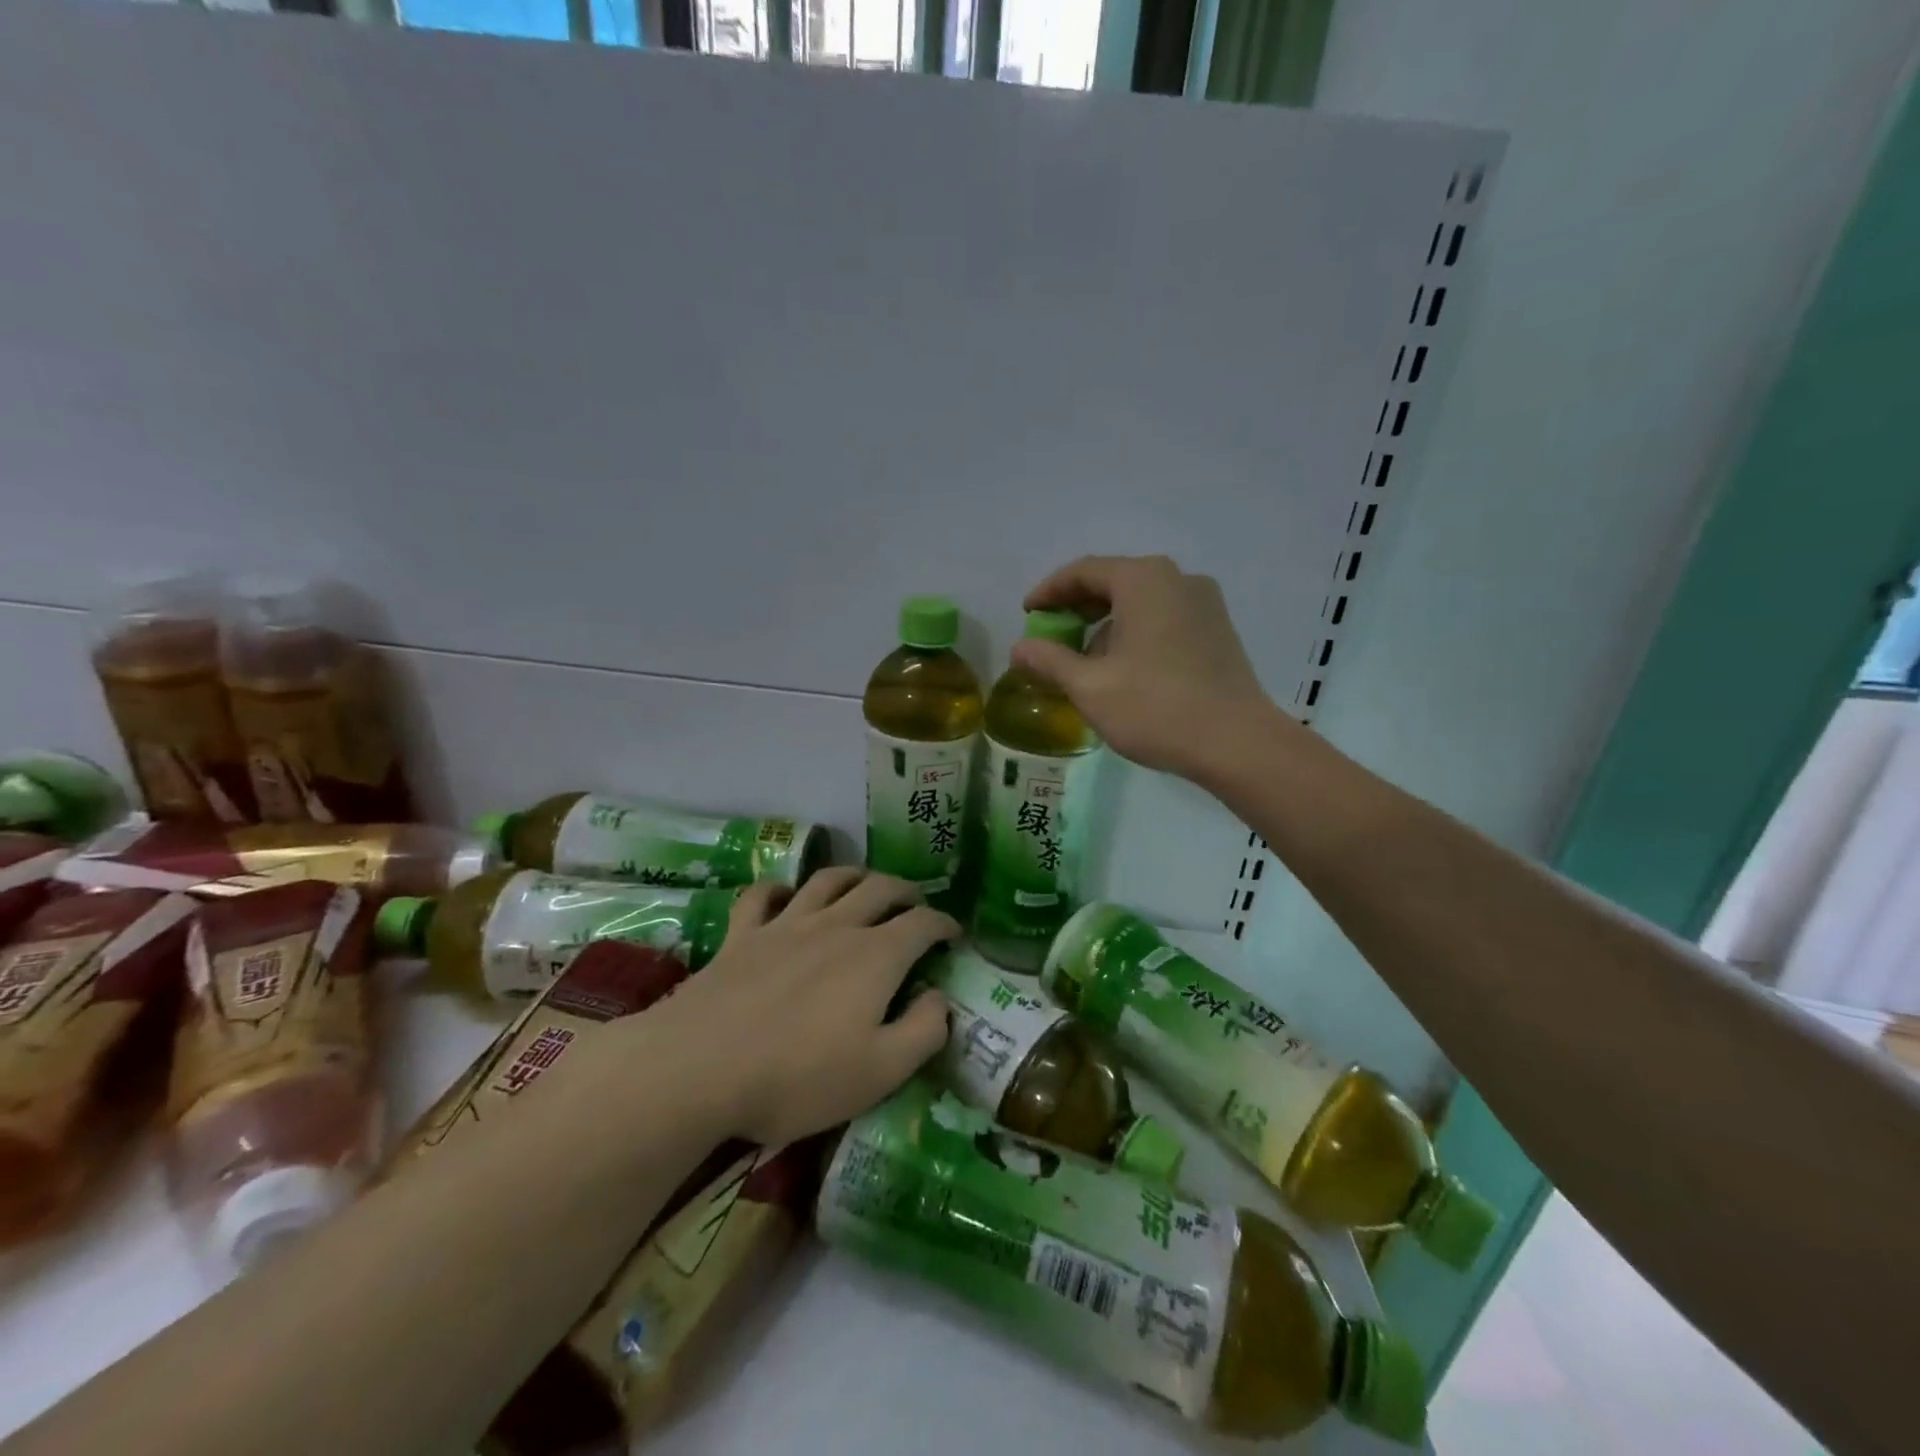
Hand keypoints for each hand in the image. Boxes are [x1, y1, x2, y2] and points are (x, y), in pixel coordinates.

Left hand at [641, 869, 956, 1146]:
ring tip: (863, 884)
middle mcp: (835, 926)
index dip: (944, 925)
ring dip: (853, 876)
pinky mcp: (742, 935)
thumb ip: (923, 1031)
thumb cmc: (798, 1076)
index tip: (954, 934)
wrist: (699, 1068)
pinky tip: (786, 896)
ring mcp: (785, 925)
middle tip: (916, 903)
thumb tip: (941, 998)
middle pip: (879, 889)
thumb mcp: (880, 1072)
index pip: (922, 925)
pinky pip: (763, 895)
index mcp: (875, 956)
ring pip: (827, 880)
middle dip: (905, 891)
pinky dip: (780, 888)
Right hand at [1017, 554, 1278, 778]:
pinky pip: (1164, 618)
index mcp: (1143, 580)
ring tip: (1084, 660)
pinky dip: (1136, 632)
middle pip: (1114, 582)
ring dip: (1106, 624)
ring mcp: (1204, 603)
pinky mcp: (1218, 629)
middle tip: (1051, 635)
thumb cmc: (1156, 708)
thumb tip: (1019, 649)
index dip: (1049, 591)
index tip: (1027, 614)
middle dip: (1078, 607)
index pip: (1084, 571)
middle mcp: (1177, 579)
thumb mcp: (1090, 687)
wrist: (1237, 743)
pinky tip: (1124, 668)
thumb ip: (1050, 661)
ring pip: (1141, 602)